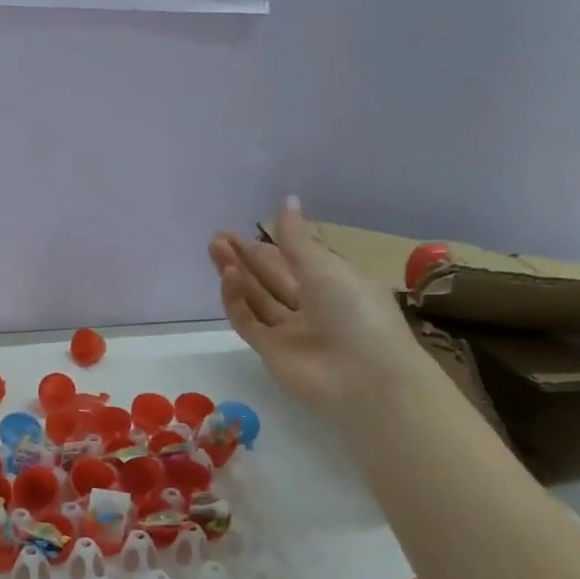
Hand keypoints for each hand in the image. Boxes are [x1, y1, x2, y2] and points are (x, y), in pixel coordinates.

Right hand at [209, 196, 416, 417]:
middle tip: (217, 238)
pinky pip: (249, 322)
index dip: (268, 244)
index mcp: (334, 282)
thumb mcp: (326, 267)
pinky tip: (228, 278)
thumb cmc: (356, 312)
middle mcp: (311, 305)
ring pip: (257, 298)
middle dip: (245, 257)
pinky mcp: (271, 352)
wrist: (365, 378)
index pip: (294, 259)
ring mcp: (290, 330)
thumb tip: (287, 200)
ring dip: (236, 275)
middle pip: (271, 277)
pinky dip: (237, 301)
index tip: (241, 229)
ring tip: (215, 250)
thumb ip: (296, 238)